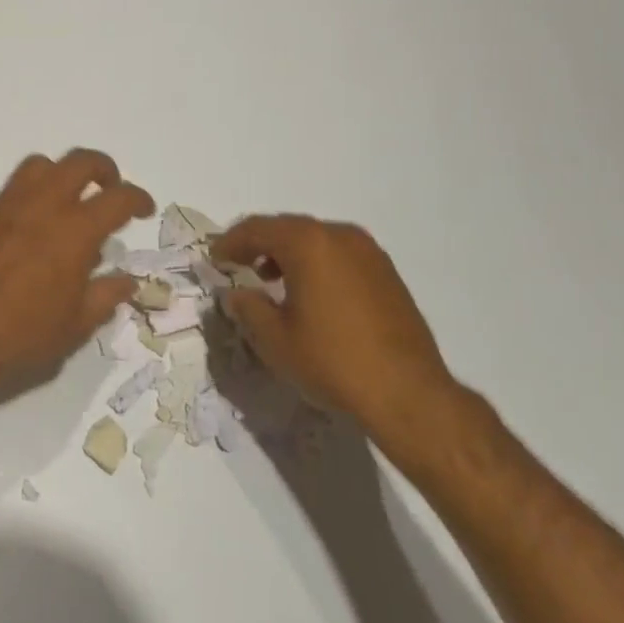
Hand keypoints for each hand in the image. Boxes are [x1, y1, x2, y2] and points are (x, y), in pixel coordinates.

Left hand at [0, 150, 152, 392]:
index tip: (143, 208)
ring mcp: (4, 204)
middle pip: (80, 162)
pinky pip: (6, 195)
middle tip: (108, 187)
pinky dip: (23, 204)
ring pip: (39, 166)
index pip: (119, 198)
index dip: (138, 198)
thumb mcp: (73, 328)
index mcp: (74, 230)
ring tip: (62, 202)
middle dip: (103, 168)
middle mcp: (42, 205)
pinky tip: (19, 234)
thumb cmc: (18, 338)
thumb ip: (105, 296)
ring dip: (59, 176)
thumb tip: (127, 279)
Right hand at [213, 215, 468, 465]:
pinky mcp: (386, 272)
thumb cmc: (333, 361)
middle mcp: (338, 235)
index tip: (214, 258)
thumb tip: (236, 293)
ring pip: (315, 240)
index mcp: (307, 242)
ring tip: (272, 280)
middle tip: (239, 263)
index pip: (257, 229)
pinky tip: (311, 293)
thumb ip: (248, 308)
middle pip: (287, 228)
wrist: (409, 394)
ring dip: (288, 253)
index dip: (230, 242)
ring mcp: (368, 251)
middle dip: (259, 244)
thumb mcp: (276, 340)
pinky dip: (317, 263)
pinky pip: (339, 255)